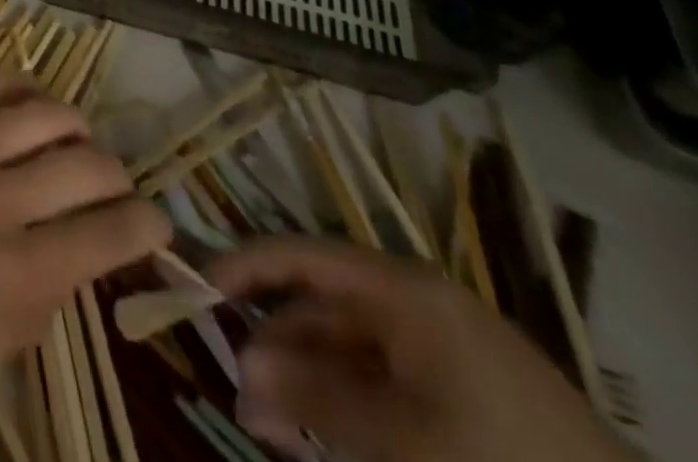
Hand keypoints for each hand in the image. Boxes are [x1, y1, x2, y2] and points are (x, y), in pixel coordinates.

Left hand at [0, 70, 171, 417]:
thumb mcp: (24, 330)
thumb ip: (68, 276)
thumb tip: (108, 229)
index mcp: (20, 272)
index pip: (108, 232)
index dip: (148, 224)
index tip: (157, 222)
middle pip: (84, 166)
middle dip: (119, 177)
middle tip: (117, 188)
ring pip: (44, 116)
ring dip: (78, 127)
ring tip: (81, 143)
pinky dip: (27, 89)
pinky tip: (40, 107)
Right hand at [208, 238, 632, 461]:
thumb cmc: (498, 460)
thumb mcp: (398, 435)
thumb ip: (313, 396)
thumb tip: (241, 369)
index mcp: (399, 288)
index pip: (301, 255)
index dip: (245, 266)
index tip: (199, 290)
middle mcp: (412, 301)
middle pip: (320, 307)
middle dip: (275, 347)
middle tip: (241, 398)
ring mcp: (439, 347)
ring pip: (347, 350)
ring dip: (305, 384)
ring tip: (271, 429)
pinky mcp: (461, 391)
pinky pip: (380, 382)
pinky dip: (345, 405)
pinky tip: (321, 437)